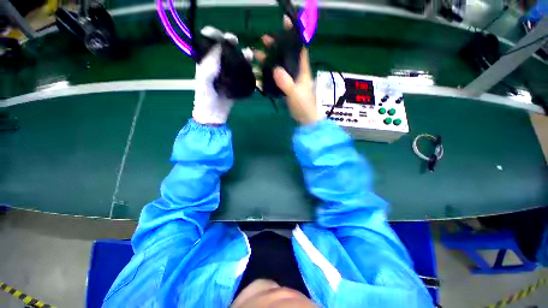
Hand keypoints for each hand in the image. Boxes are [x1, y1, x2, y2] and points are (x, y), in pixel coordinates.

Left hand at [193, 27, 250, 124]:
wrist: (214, 113)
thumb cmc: (205, 96)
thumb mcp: (204, 79)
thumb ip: (210, 63)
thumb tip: (221, 47)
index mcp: (205, 61)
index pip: (209, 42)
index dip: (214, 35)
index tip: (220, 35)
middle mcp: (217, 64)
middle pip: (224, 48)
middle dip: (229, 42)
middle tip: (234, 41)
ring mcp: (227, 72)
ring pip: (235, 58)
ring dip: (241, 53)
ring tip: (247, 53)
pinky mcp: (236, 80)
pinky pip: (242, 70)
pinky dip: (247, 65)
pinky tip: (250, 62)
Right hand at [255, 17, 317, 125]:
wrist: (305, 120)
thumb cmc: (304, 106)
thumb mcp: (295, 94)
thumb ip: (287, 83)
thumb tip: (276, 70)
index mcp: (303, 70)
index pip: (300, 48)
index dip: (294, 35)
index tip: (285, 23)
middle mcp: (297, 72)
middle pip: (287, 54)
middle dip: (276, 46)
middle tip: (264, 40)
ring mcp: (291, 80)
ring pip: (279, 65)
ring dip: (269, 59)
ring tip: (257, 55)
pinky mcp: (286, 87)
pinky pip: (276, 77)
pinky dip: (268, 73)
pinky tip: (260, 72)